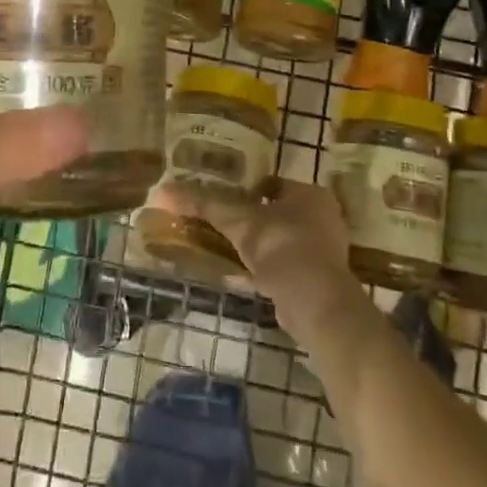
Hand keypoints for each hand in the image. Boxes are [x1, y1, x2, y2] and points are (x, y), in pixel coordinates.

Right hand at [197, 178, 359, 327]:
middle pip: (279, 213)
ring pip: (281, 242)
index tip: (224, 199)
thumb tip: (161, 191)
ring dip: (257, 247)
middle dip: (253, 220)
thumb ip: (202, 204)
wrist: (314, 301)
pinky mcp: (319, 282)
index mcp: (310, 195)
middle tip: (223, 224)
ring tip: (226, 249)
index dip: (248, 190)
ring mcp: (324, 252)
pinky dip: (264, 271)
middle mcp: (323, 219)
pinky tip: (239, 276)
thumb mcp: (236, 220)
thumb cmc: (280, 246)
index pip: (274, 184)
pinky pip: (285, 269)